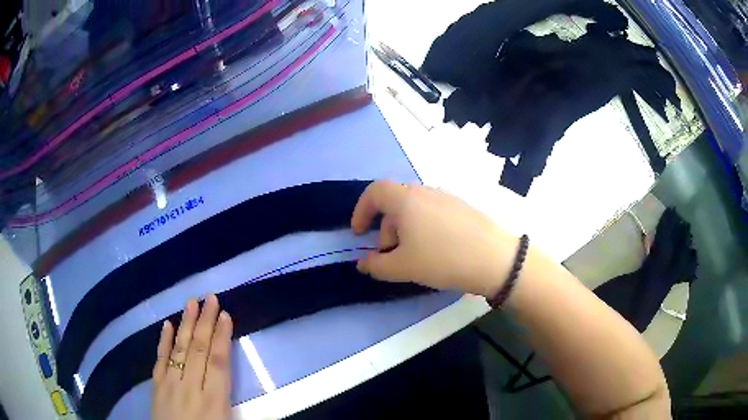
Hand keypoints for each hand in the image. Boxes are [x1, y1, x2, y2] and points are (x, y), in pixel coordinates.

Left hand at [152, 295, 232, 419]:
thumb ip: (241, 412)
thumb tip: (262, 397)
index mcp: (213, 402)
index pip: (218, 364)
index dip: (222, 338)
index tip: (226, 315)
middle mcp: (190, 389)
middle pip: (198, 351)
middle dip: (206, 323)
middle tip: (210, 297)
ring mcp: (170, 385)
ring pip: (179, 350)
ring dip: (185, 325)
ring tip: (191, 303)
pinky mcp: (157, 386)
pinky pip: (160, 359)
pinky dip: (163, 341)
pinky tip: (166, 324)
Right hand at [351, 180, 518, 296]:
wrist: (495, 258)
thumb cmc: (442, 259)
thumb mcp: (403, 267)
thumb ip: (376, 265)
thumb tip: (362, 263)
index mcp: (406, 200)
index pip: (374, 191)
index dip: (361, 210)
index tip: (359, 233)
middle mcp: (425, 192)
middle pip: (395, 203)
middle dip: (385, 229)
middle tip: (391, 256)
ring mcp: (446, 197)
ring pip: (415, 209)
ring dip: (405, 230)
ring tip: (415, 257)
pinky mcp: (462, 207)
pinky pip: (433, 213)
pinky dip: (424, 228)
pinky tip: (437, 251)